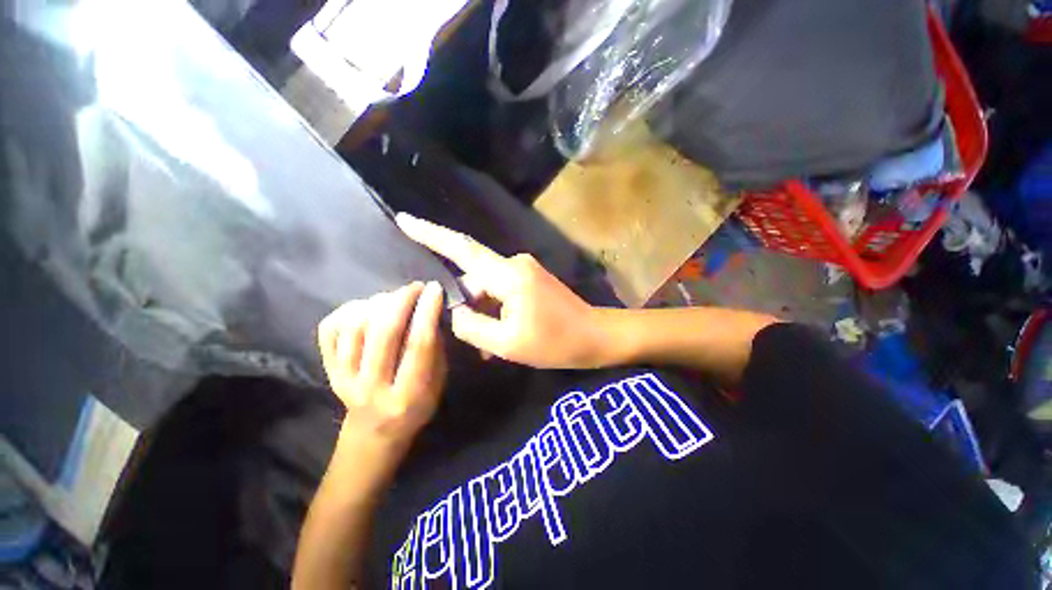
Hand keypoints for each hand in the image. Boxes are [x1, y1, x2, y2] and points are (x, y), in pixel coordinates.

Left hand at [317, 282, 446, 449]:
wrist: (374, 431)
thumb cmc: (416, 404)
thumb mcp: (438, 382)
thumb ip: (436, 349)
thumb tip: (431, 310)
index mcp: (408, 393)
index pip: (418, 344)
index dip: (427, 312)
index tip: (434, 288)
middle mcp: (372, 387)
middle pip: (383, 333)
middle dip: (401, 300)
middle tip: (415, 287)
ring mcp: (344, 379)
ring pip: (354, 328)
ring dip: (377, 303)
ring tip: (393, 297)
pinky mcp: (327, 370)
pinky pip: (330, 330)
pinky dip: (347, 310)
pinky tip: (366, 307)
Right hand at [396, 213, 604, 368]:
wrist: (594, 336)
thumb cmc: (554, 342)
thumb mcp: (506, 343)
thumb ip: (471, 326)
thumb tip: (453, 312)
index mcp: (508, 274)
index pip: (462, 249)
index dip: (431, 234)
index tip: (404, 220)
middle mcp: (514, 264)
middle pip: (474, 279)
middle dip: (467, 306)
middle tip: (469, 338)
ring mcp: (524, 270)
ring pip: (488, 289)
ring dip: (483, 314)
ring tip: (489, 348)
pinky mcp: (530, 279)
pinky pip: (502, 292)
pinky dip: (496, 312)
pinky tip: (500, 336)